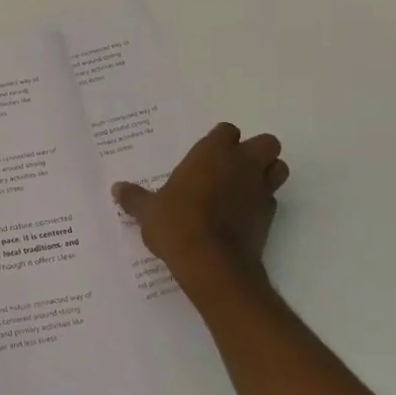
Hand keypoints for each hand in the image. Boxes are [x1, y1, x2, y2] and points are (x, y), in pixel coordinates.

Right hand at [112, 123, 288, 284]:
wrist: (212, 263)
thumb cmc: (177, 224)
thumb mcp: (148, 211)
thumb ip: (135, 198)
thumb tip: (117, 189)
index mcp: (212, 153)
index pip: (227, 131)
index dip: (220, 142)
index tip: (207, 156)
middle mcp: (242, 164)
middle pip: (266, 143)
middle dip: (255, 152)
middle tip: (232, 168)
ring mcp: (260, 189)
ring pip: (278, 168)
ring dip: (267, 173)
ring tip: (243, 189)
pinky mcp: (270, 217)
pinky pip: (272, 200)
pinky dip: (261, 204)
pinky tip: (242, 217)